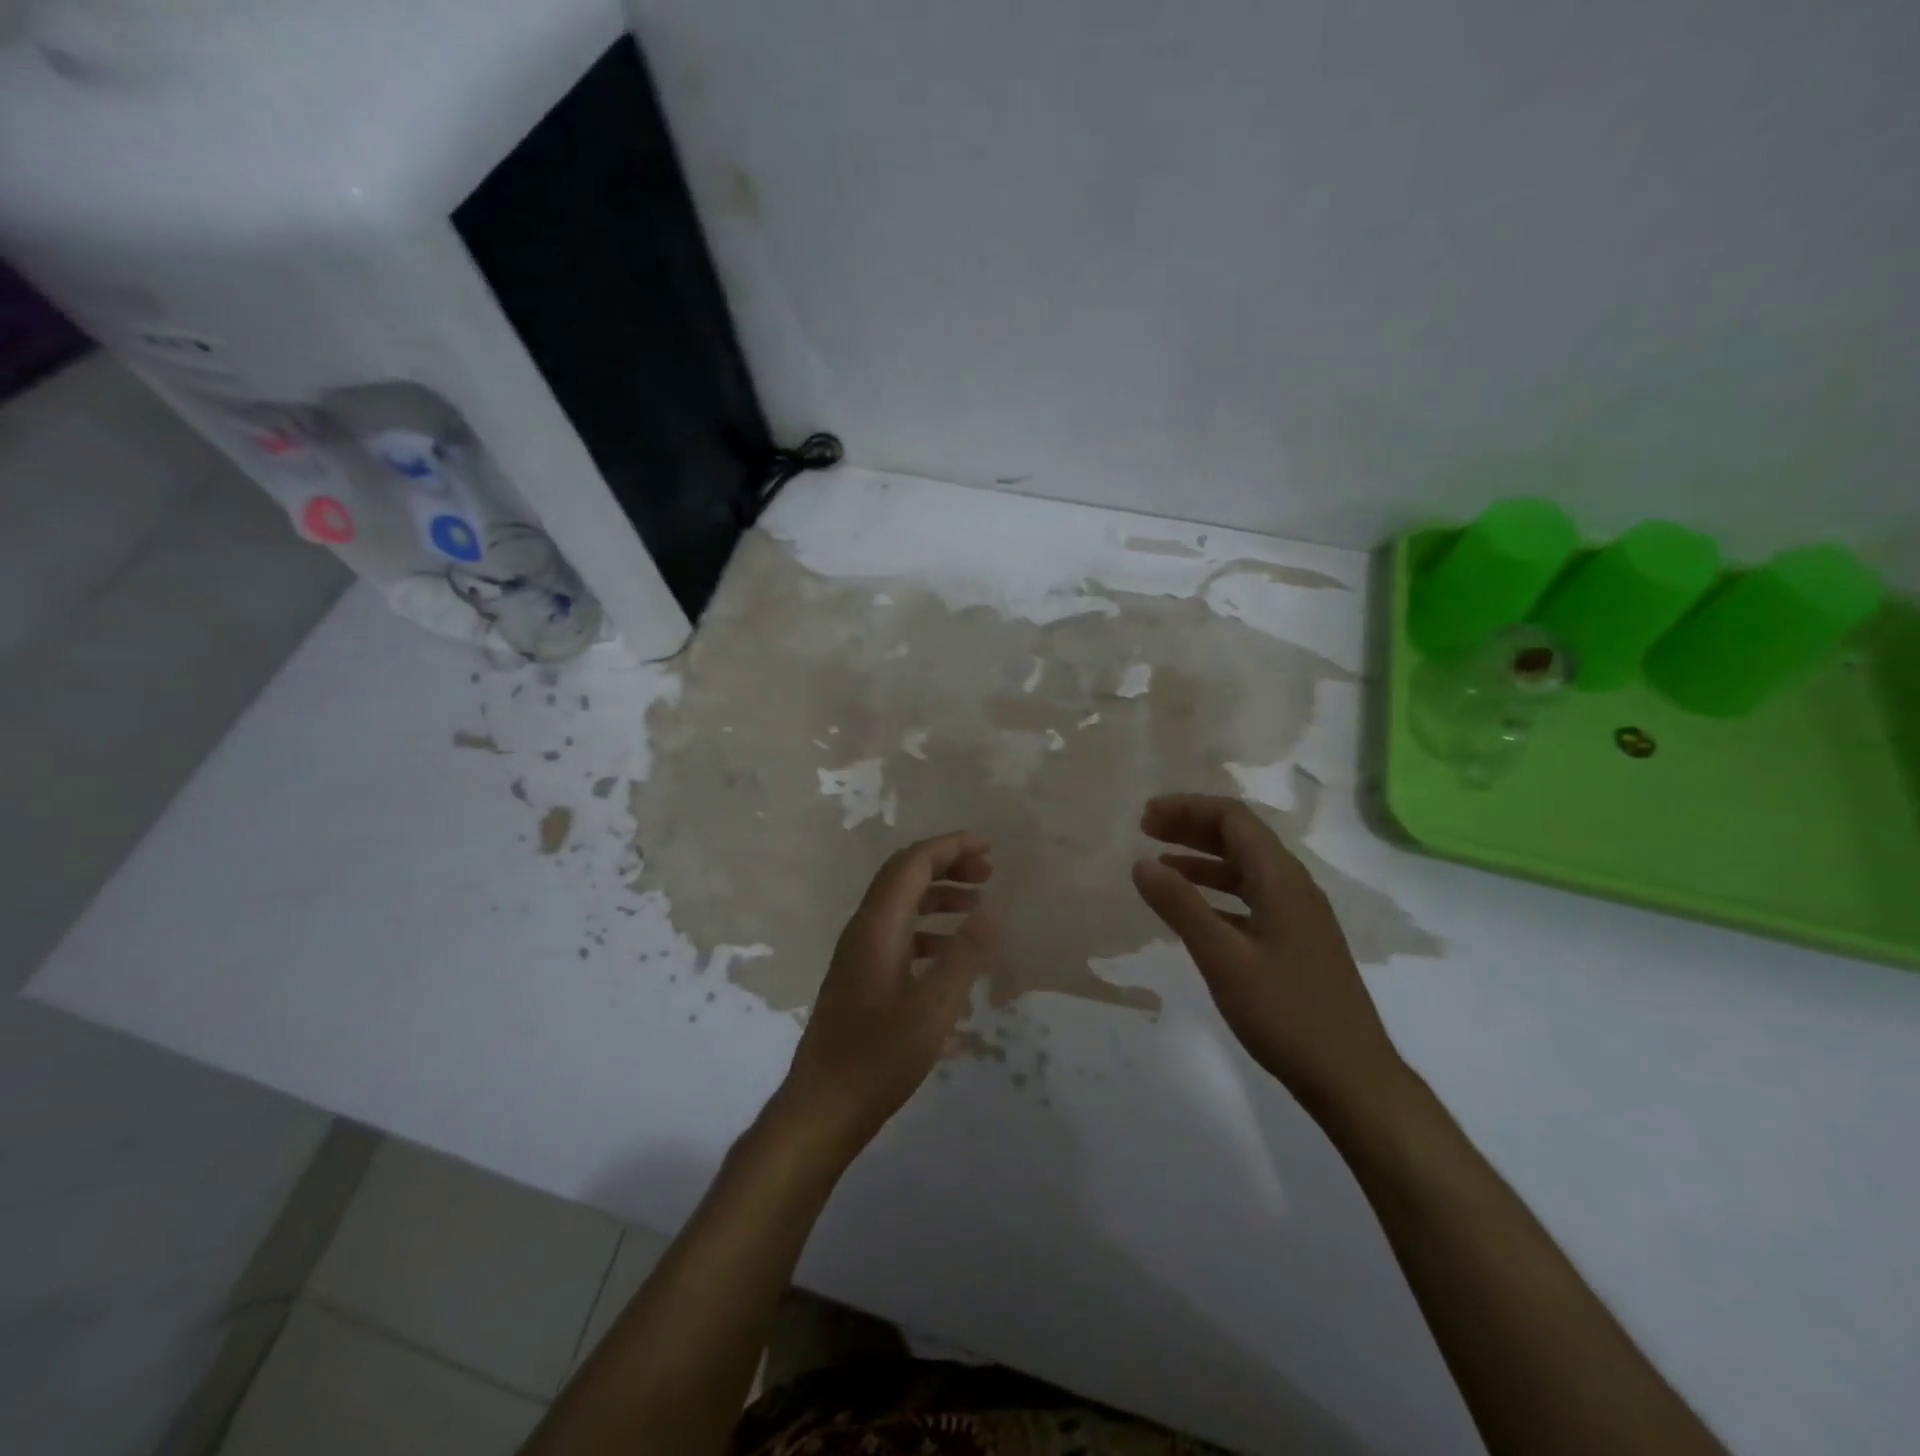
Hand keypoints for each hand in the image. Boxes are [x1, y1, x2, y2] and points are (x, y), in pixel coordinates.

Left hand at [778, 830, 998, 1156]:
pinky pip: (897, 934)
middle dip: (946, 865)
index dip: (951, 847)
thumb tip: (993, 909)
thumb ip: (965, 956)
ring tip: (977, 906)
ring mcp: (858, 954)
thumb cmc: (878, 1058)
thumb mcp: (933, 1009)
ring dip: (938, 896)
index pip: (913, 863)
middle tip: (988, 873)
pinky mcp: (860, 977)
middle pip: (904, 876)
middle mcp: (863, 930)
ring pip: (900, 905)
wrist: (822, 1109)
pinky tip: (951, 955)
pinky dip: (928, 930)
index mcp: (877, 926)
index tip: (989, 848)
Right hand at [1131, 795, 1406, 1122]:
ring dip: (1202, 859)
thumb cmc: (1286, 1012)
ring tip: (1160, 864)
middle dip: (1192, 827)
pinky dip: (1217, 891)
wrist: (1352, 1077)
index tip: (1145, 818)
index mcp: (1280, 879)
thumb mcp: (1223, 957)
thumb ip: (1181, 906)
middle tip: (1145, 832)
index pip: (1233, 818)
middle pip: (1240, 837)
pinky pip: (1251, 897)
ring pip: (1245, 868)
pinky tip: (1193, 909)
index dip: (1187, 808)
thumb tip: (1140, 863)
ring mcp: (1299, 915)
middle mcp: (1293, 886)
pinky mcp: (1297, 941)